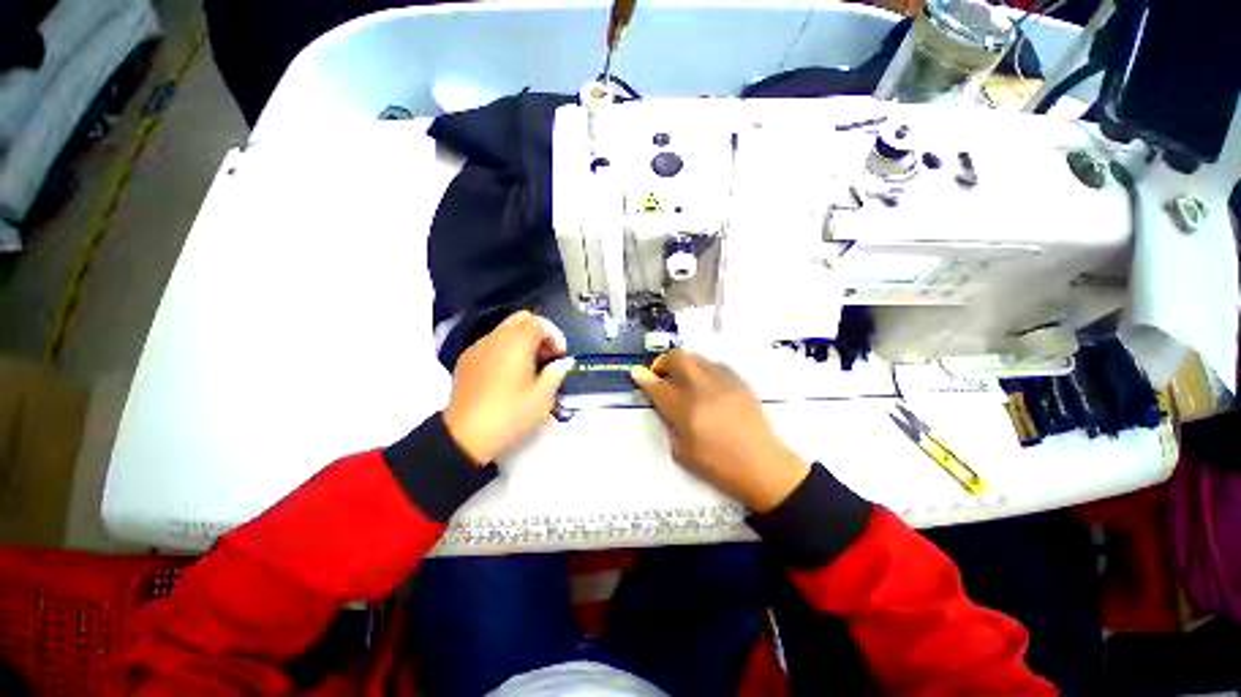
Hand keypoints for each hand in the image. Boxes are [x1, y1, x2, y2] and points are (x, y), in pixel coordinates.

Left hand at [443, 311, 574, 464]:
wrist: (465, 435)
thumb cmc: (509, 415)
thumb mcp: (542, 399)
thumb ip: (556, 374)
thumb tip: (564, 362)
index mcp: (517, 344)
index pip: (539, 323)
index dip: (554, 335)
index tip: (559, 355)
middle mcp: (496, 338)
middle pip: (521, 318)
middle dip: (538, 331)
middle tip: (546, 354)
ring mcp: (478, 347)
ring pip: (505, 329)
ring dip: (522, 339)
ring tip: (528, 364)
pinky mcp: (467, 358)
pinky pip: (491, 341)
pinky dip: (505, 347)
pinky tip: (507, 371)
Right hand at [631, 351, 810, 511]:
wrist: (763, 465)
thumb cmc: (719, 466)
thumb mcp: (682, 452)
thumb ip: (671, 424)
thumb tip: (667, 406)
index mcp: (685, 409)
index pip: (657, 386)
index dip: (643, 377)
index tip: (636, 372)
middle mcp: (702, 388)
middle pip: (677, 358)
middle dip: (663, 361)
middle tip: (661, 373)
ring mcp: (723, 381)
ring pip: (697, 357)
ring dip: (684, 363)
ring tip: (683, 378)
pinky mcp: (739, 381)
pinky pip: (715, 365)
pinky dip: (703, 369)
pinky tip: (706, 384)